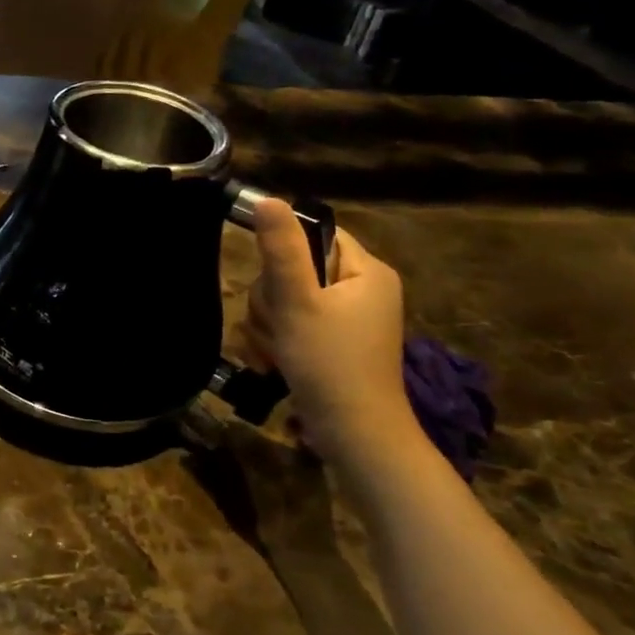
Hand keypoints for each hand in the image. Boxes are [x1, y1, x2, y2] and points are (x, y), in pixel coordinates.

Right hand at [243, 200, 412, 463]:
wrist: (354, 434)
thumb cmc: (329, 363)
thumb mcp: (298, 302)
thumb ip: (281, 250)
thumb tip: (268, 200)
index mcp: (365, 271)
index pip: (316, 235)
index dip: (284, 255)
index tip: (276, 286)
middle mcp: (361, 290)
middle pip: (294, 270)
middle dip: (272, 300)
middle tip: (279, 326)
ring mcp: (346, 320)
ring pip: (285, 301)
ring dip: (269, 325)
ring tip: (276, 351)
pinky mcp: (330, 345)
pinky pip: (291, 326)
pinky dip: (277, 342)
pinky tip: (274, 363)